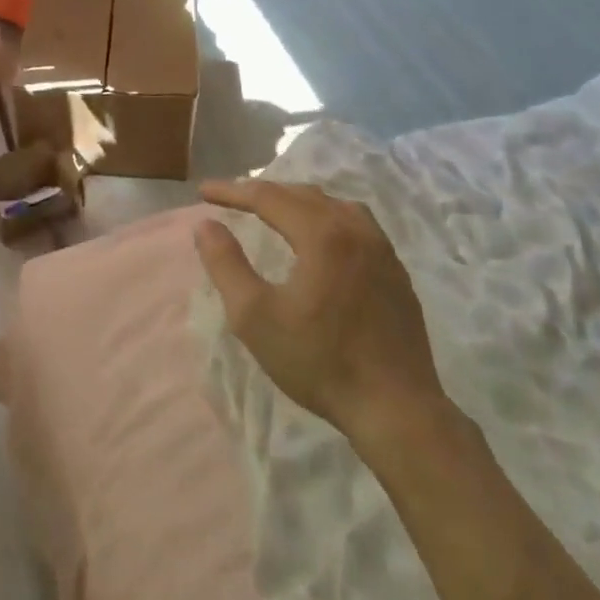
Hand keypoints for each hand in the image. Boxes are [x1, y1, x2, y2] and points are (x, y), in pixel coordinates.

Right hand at [194, 179, 448, 435]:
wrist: (395, 408)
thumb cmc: (319, 361)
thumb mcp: (255, 316)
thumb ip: (226, 264)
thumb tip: (205, 225)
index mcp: (322, 234)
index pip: (268, 197)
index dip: (232, 191)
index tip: (203, 192)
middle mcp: (355, 229)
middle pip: (303, 194)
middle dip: (263, 192)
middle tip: (232, 198)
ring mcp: (382, 249)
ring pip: (334, 205)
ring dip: (298, 201)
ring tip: (274, 211)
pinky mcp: (396, 271)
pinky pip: (357, 224)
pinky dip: (327, 217)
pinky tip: (321, 238)